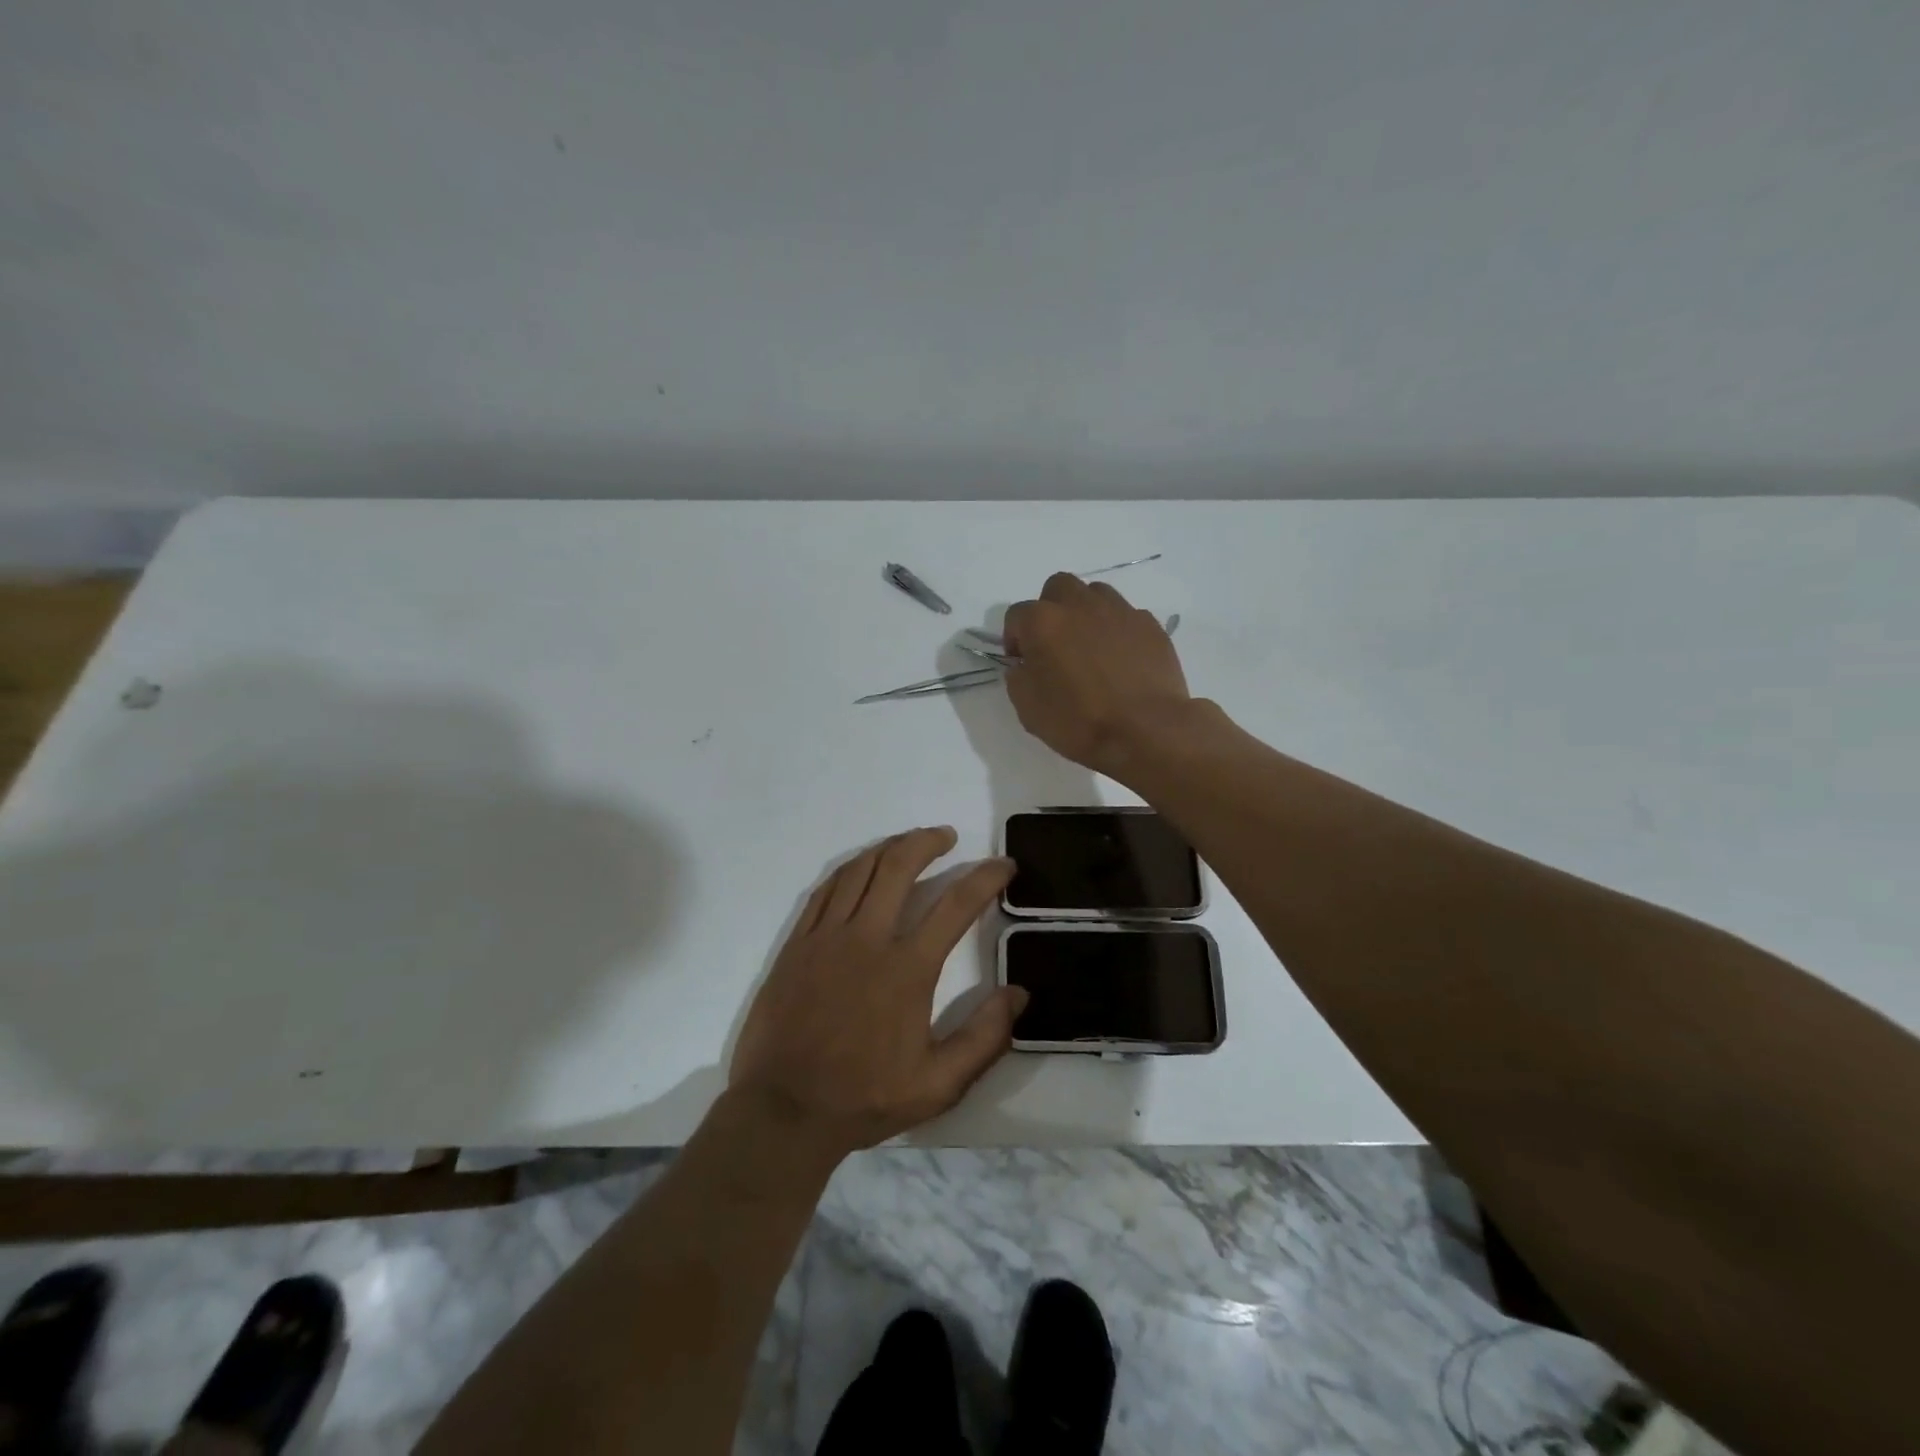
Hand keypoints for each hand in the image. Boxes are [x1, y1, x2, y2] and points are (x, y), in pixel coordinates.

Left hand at [728, 827, 1025, 1159]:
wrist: (783, 1111)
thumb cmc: (864, 1098)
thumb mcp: (939, 1085)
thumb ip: (985, 1038)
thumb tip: (1019, 994)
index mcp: (907, 969)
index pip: (956, 905)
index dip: (985, 877)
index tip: (1004, 865)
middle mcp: (868, 939)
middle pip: (900, 866)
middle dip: (929, 842)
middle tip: (948, 837)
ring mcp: (827, 936)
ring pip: (860, 869)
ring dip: (889, 847)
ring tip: (909, 842)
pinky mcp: (798, 943)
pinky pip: (826, 889)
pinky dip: (850, 869)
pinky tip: (862, 868)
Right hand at [1003, 573, 1191, 777]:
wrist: (1147, 731)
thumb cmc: (1080, 722)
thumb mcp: (1028, 709)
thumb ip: (1018, 678)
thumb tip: (1025, 665)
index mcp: (1044, 622)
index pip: (1017, 615)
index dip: (1014, 639)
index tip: (1022, 663)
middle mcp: (1080, 605)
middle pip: (1058, 588)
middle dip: (1050, 610)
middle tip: (1055, 644)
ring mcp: (1120, 611)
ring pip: (1095, 594)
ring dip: (1085, 613)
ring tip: (1090, 647)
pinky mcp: (1150, 625)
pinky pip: (1126, 616)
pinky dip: (1117, 630)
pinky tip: (1121, 659)